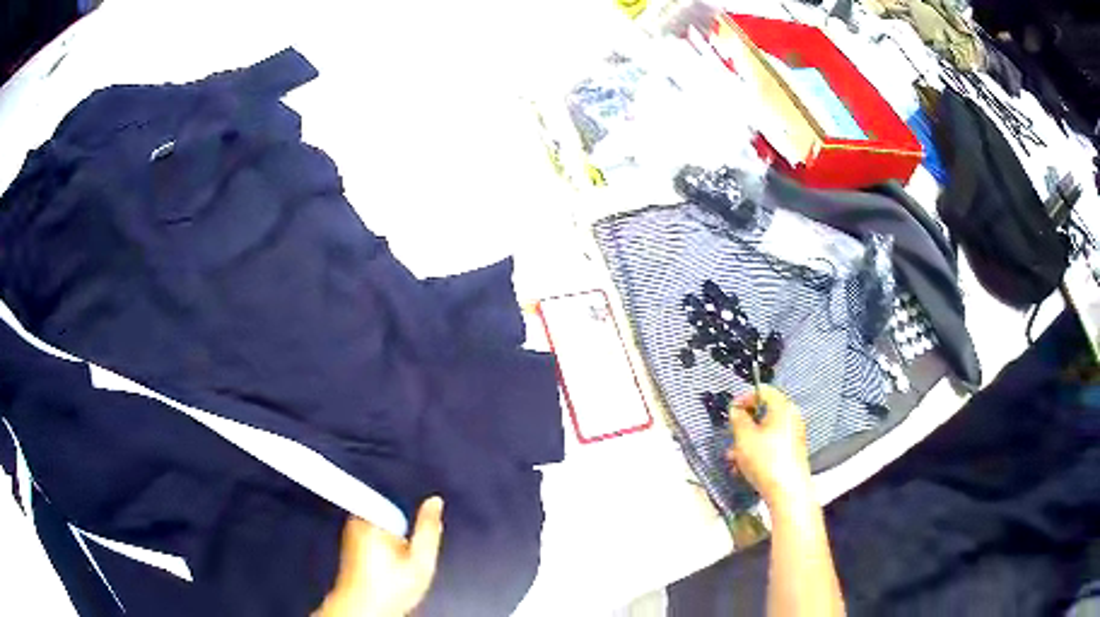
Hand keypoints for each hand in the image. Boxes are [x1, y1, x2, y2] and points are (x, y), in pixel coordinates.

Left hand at [314, 497, 443, 616]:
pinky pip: (370, 541)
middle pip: (387, 516)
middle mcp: (355, 522)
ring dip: (391, 544)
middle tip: (408, 558)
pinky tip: (386, 572)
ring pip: (379, 530)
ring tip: (397, 568)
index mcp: (371, 518)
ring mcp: (349, 535)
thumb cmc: (389, 588)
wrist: (364, 610)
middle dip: (401, 533)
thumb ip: (428, 528)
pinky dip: (381, 553)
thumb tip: (435, 501)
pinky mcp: (348, 548)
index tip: (413, 542)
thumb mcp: (421, 559)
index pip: (394, 502)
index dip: (409, 522)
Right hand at [725, 386, 812, 509]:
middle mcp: (791, 417)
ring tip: (733, 459)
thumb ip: (738, 419)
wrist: (788, 491)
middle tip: (731, 438)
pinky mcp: (792, 453)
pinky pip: (771, 445)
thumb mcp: (744, 437)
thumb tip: (737, 410)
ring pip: (765, 432)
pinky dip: (757, 452)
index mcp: (782, 407)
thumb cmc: (765, 459)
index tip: (731, 412)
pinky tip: (744, 468)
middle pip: (764, 413)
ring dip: (747, 442)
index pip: (763, 390)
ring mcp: (793, 436)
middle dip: (744, 425)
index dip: (744, 398)